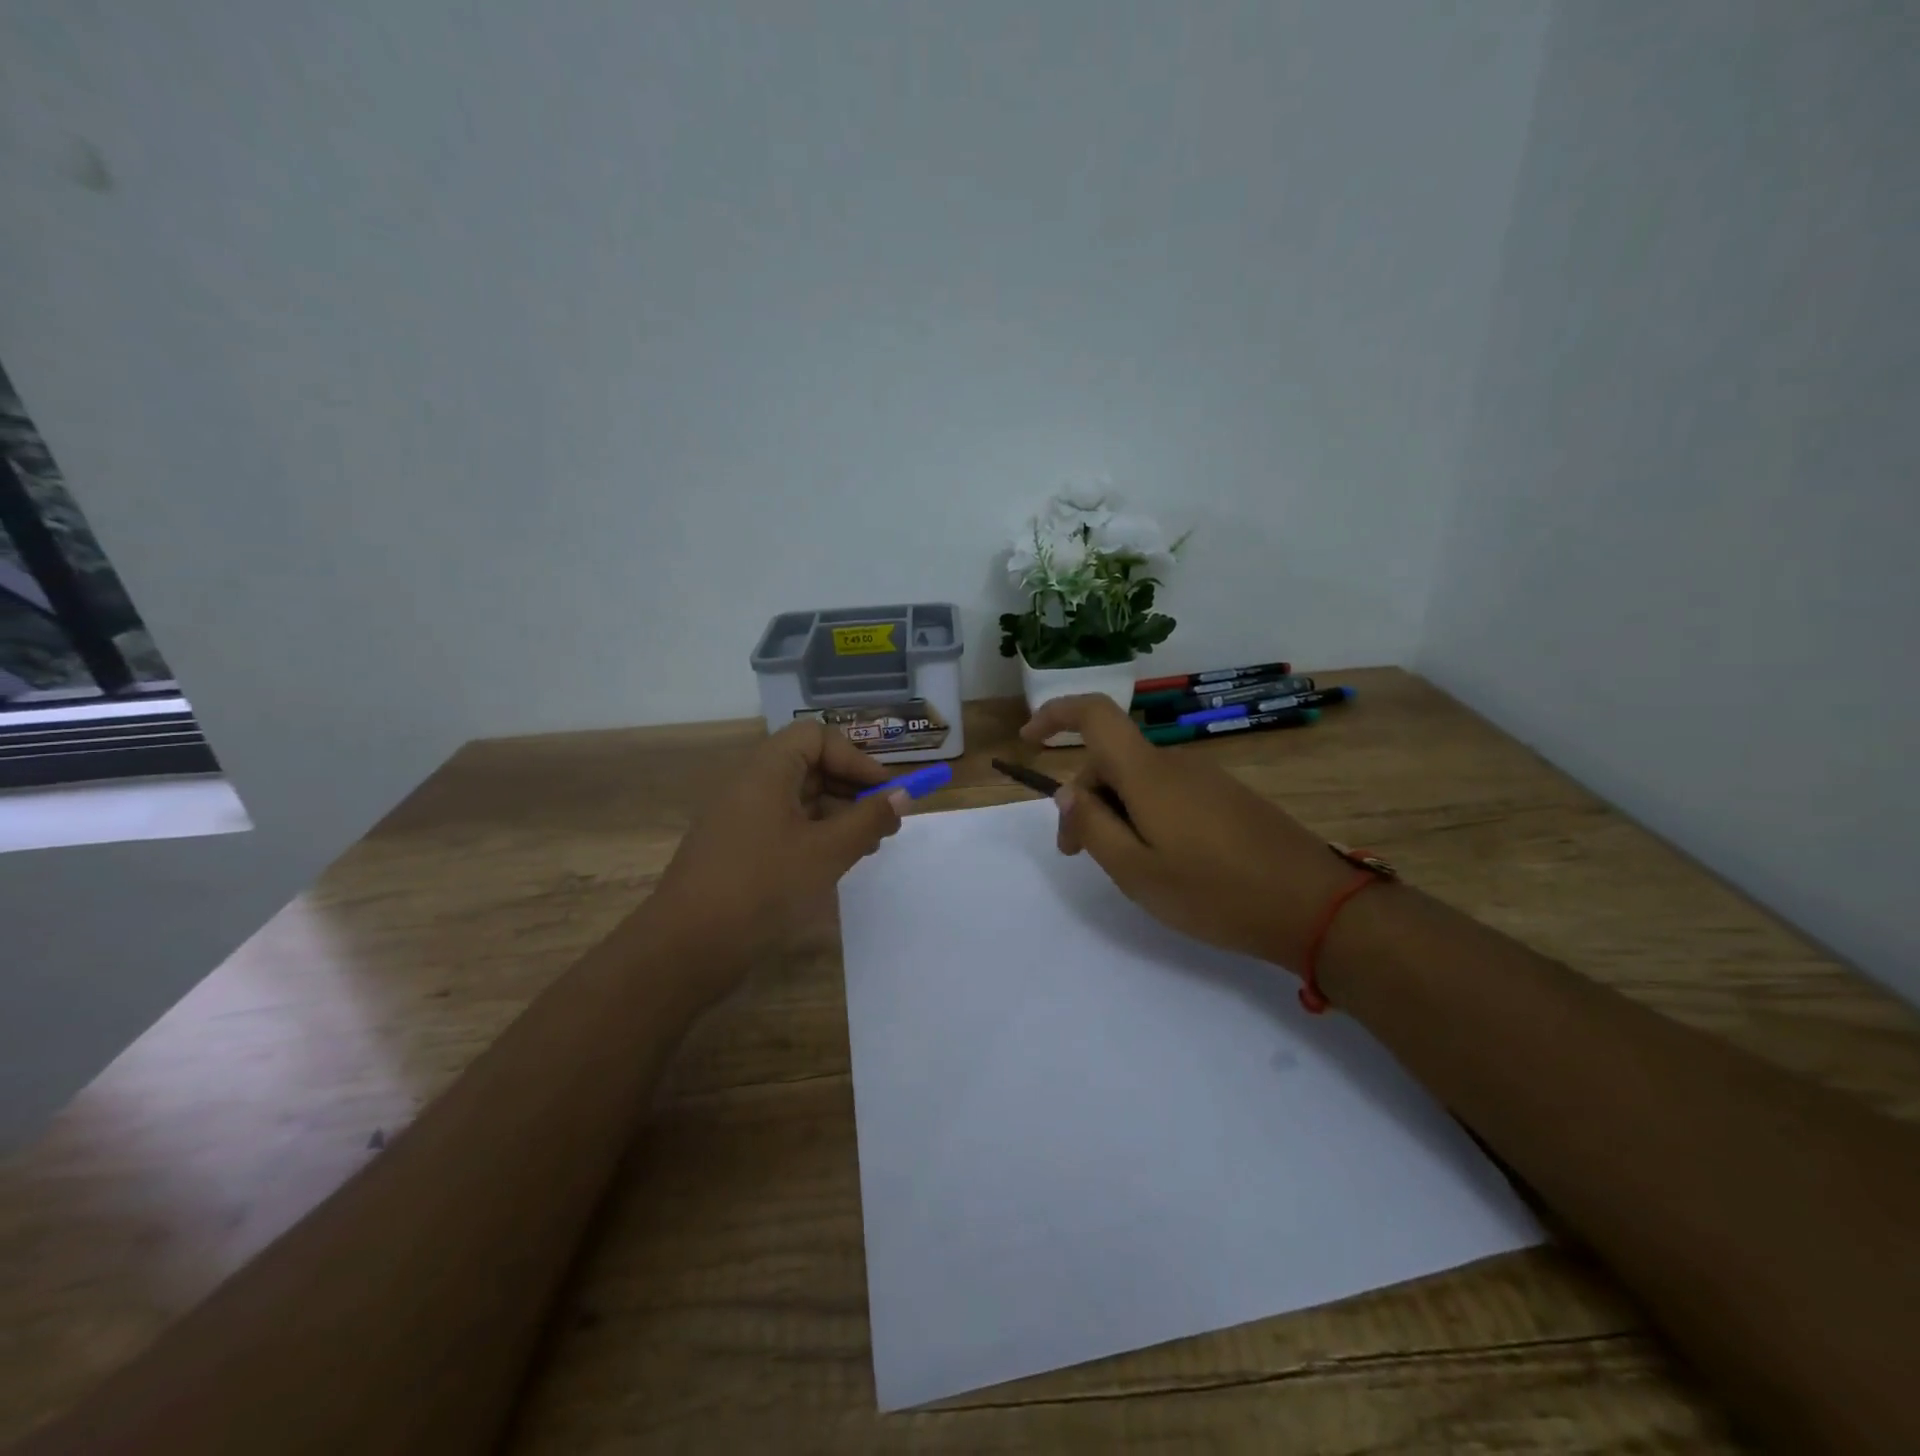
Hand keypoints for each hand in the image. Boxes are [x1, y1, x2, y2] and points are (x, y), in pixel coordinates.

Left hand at [646, 720, 907, 1004]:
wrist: (687, 947)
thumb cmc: (762, 886)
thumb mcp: (827, 851)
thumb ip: (869, 819)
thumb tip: (903, 795)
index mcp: (766, 771)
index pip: (817, 737)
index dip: (855, 758)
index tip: (885, 791)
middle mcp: (751, 785)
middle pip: (810, 765)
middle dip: (852, 788)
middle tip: (884, 823)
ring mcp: (741, 818)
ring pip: (800, 799)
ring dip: (839, 815)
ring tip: (868, 847)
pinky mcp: (739, 849)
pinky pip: (785, 826)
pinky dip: (816, 836)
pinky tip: (836, 864)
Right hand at [1021, 695, 1353, 971]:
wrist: (1314, 906)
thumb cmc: (1215, 892)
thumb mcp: (1136, 871)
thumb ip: (1093, 828)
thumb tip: (1067, 794)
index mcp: (1148, 774)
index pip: (1095, 715)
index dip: (1056, 715)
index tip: (1030, 741)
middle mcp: (1175, 764)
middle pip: (1112, 759)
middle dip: (1083, 798)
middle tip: (1077, 854)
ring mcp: (1206, 779)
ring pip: (1140, 781)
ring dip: (1116, 812)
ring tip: (1124, 866)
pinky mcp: (1228, 798)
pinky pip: (1169, 793)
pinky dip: (1147, 816)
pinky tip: (1163, 861)